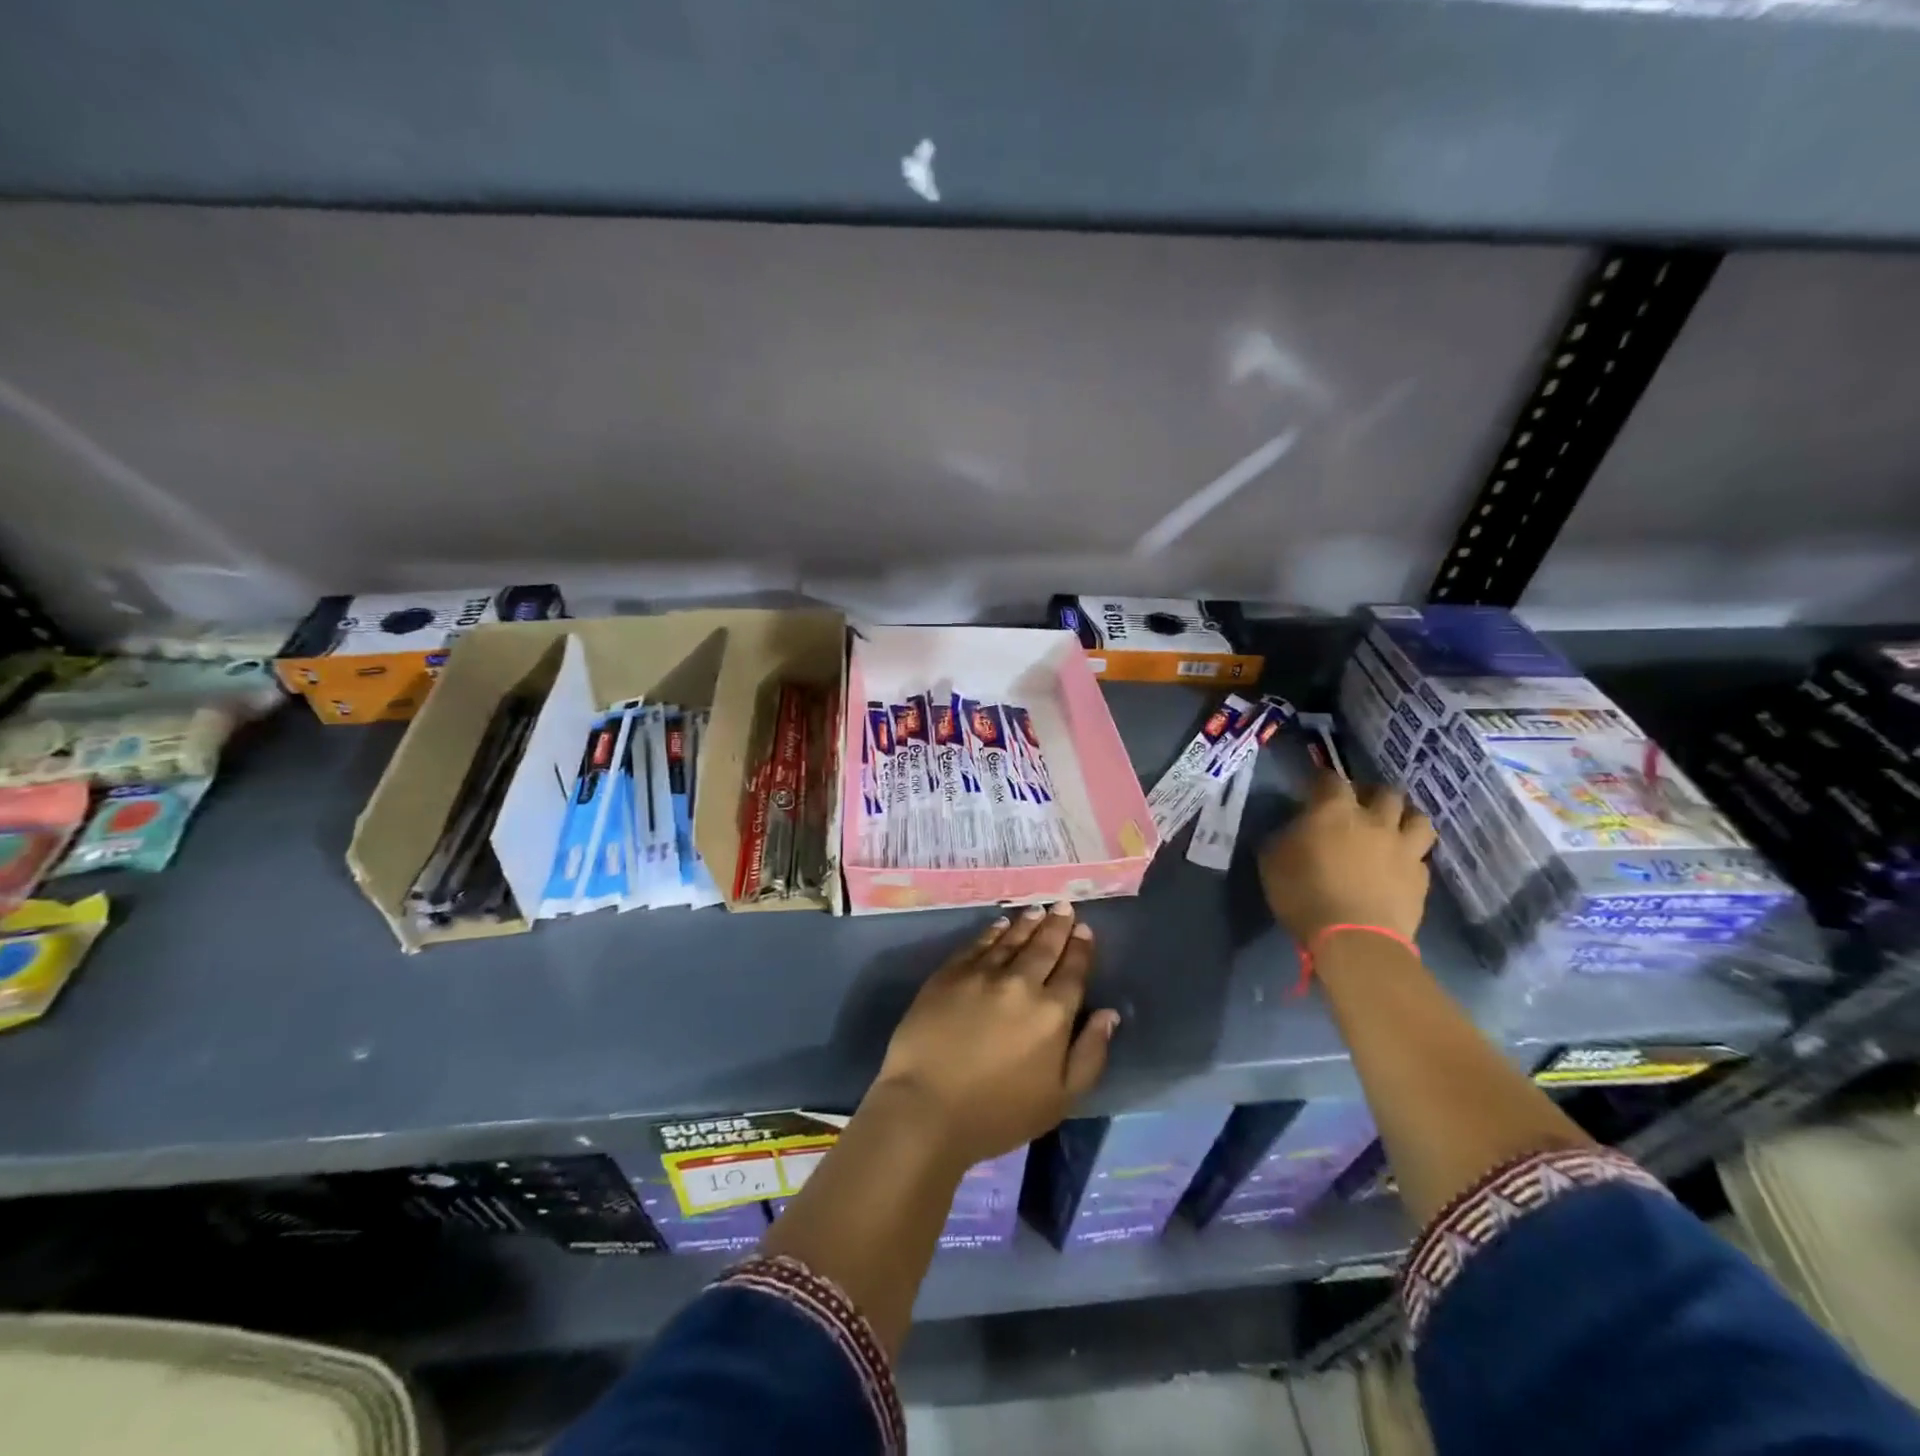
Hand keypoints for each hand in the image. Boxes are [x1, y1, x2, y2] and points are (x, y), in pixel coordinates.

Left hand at [871, 902, 1117, 1170]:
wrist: (926, 1106)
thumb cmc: (998, 1114)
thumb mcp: (1060, 1099)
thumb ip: (1090, 1054)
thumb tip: (1109, 1014)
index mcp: (1053, 1013)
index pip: (1073, 971)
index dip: (1080, 949)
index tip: (1084, 930)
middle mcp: (1021, 983)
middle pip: (1044, 947)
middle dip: (1057, 926)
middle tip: (1064, 907)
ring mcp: (982, 974)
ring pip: (1011, 939)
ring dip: (1028, 923)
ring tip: (1038, 910)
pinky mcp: (949, 973)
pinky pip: (978, 944)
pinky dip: (993, 931)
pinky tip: (1000, 925)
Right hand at [1259, 770, 1436, 943]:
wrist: (1354, 939)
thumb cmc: (1304, 893)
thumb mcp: (1272, 860)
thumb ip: (1284, 836)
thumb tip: (1294, 829)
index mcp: (1334, 810)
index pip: (1331, 779)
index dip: (1322, 780)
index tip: (1313, 786)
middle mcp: (1375, 820)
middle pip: (1385, 792)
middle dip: (1372, 793)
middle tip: (1359, 805)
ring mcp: (1404, 848)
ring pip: (1418, 818)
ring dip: (1405, 817)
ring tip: (1393, 827)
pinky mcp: (1421, 878)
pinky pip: (1421, 857)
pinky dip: (1410, 856)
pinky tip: (1399, 865)